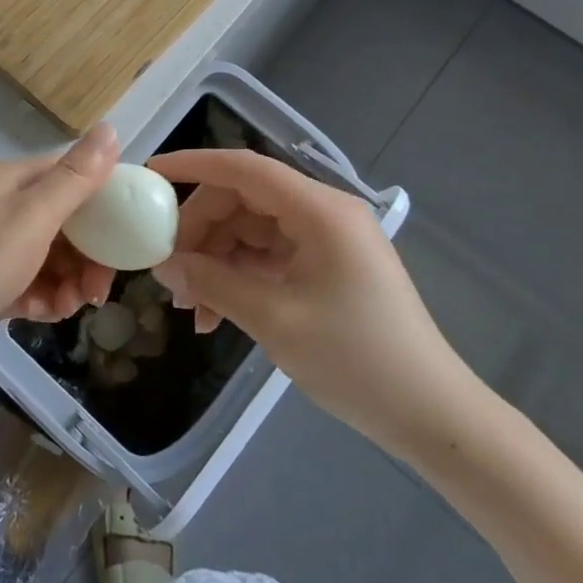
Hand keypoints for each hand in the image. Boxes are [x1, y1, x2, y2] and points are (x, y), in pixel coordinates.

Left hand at [0, 125, 120, 411]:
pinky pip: (33, 285)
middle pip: (65, 219)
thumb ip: (74, 179)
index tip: (131, 231)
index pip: (70, 173)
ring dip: (71, 279)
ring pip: (53, 256)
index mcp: (9, 181)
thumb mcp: (30, 219)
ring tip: (74, 305)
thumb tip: (109, 127)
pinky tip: (47, 314)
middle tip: (102, 284)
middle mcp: (1, 209)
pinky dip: (46, 298)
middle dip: (90, 249)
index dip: (104, 197)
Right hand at [149, 149, 481, 461]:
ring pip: (250, 231)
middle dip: (200, 232)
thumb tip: (163, 263)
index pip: (244, 168)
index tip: (150, 175)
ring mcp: (325, 240)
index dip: (194, 165)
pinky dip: (238, 278)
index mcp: (320, 210)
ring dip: (216, 262)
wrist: (432, 417)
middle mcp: (323, 213)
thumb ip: (213, 283)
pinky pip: (267, 257)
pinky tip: (215, 316)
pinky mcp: (325, 267)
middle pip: (243, 201)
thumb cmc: (357, 361)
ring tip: (189, 308)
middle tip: (169, 274)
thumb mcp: (274, 319)